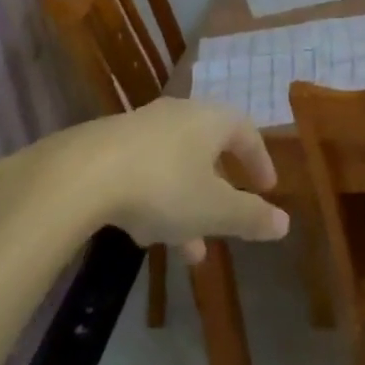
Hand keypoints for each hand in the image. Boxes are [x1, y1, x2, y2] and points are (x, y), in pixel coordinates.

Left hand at [81, 98, 289, 263]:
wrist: (79, 175)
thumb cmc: (163, 185)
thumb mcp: (214, 209)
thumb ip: (250, 217)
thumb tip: (284, 224)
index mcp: (211, 120)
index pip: (247, 133)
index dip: (259, 162)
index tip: (266, 190)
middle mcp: (179, 114)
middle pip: (208, 151)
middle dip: (219, 193)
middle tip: (227, 223)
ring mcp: (140, 128)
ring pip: (175, 167)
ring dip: (185, 205)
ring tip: (187, 250)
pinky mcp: (107, 146)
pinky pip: (143, 171)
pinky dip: (154, 199)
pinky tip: (143, 233)